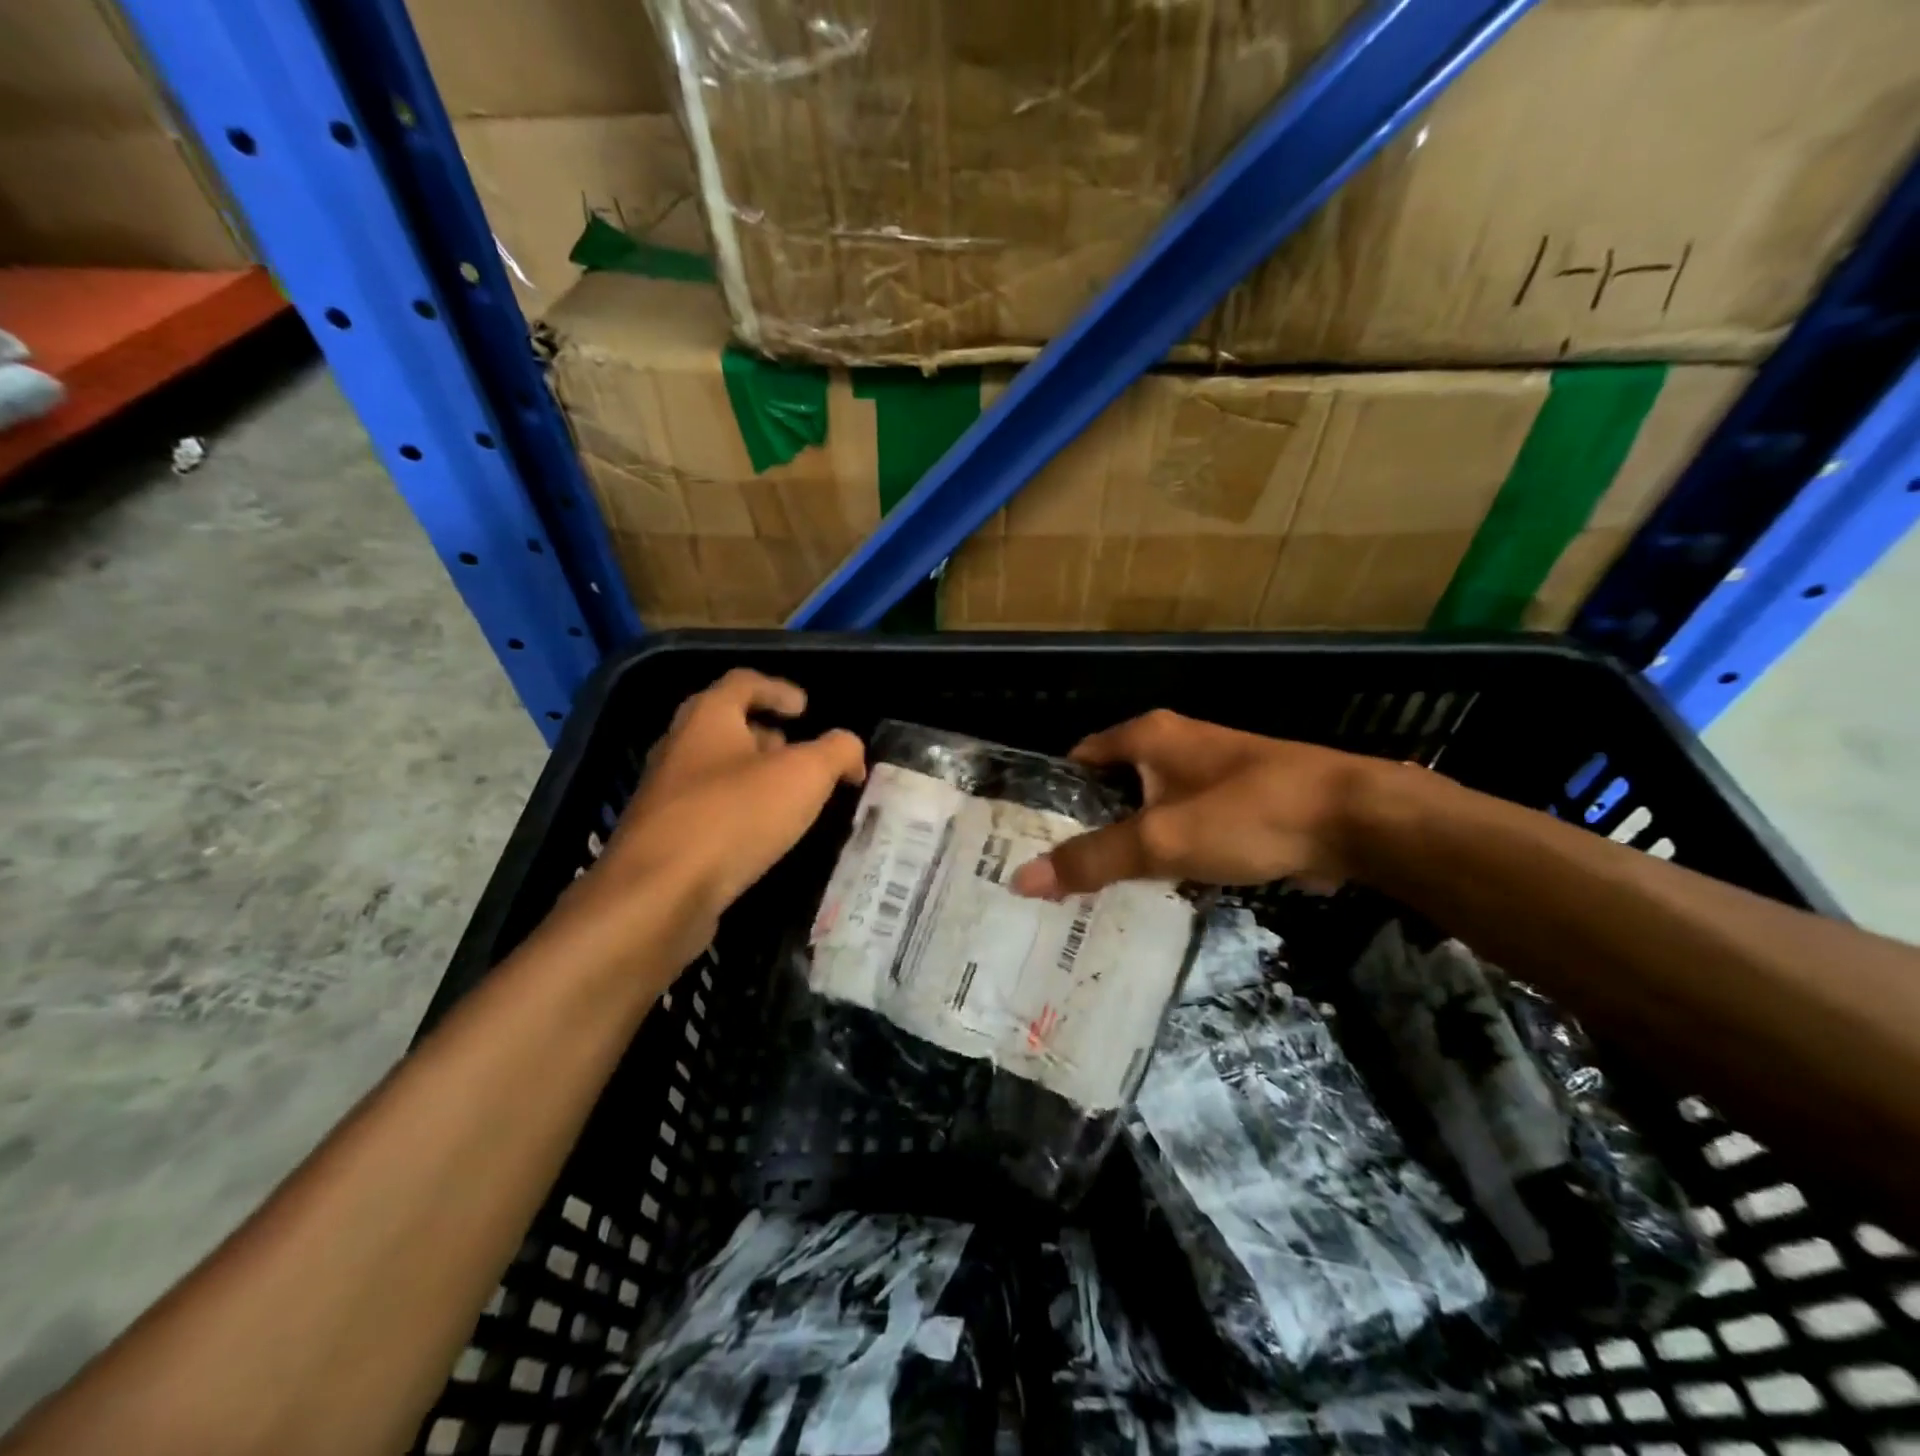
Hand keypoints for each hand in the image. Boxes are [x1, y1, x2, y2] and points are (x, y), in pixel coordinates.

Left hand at [549, 670, 864, 976]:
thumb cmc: (734, 817)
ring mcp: (666, 795)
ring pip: (715, 770)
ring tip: (789, 799)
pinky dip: (738, 812)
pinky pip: (708, 810)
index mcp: (708, 718)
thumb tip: (849, 749)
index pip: (743, 683)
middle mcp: (679, 747)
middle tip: (799, 754)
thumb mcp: (805, 775)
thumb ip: (836, 752)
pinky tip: (761, 837)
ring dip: (752, 776)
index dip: (778, 689)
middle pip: (725, 725)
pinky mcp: (663, 837)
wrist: (659, 895)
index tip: (806, 709)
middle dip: (766, 735)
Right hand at [1010, 709, 1381, 897]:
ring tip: (1091, 890)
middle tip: (1053, 875)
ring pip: (1147, 811)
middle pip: (1110, 787)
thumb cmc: (1248, 814)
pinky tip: (1151, 890)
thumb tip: (1022, 879)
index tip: (1027, 838)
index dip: (1051, 796)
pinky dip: (1164, 853)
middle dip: (1085, 828)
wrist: (1354, 820)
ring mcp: (1207, 774)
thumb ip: (1093, 859)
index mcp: (1147, 737)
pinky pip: (1181, 827)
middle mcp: (1173, 746)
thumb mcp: (1162, 840)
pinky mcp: (1234, 804)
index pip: (1077, 760)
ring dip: (1125, 844)